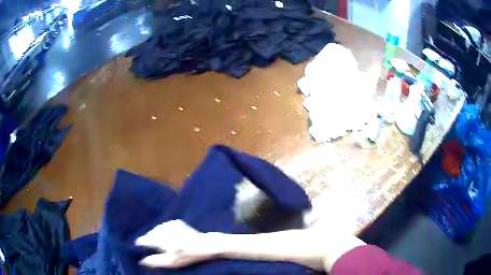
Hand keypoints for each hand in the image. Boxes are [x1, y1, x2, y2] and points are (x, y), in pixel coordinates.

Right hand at [135, 220, 218, 267]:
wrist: (205, 245)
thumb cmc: (188, 256)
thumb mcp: (172, 262)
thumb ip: (155, 261)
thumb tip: (141, 261)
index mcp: (159, 238)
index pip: (143, 240)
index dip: (141, 246)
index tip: (141, 251)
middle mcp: (162, 228)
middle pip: (149, 234)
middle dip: (149, 241)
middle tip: (155, 250)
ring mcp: (169, 224)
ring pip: (156, 230)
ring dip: (156, 236)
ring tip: (163, 246)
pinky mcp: (176, 222)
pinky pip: (164, 227)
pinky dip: (164, 232)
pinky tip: (170, 239)